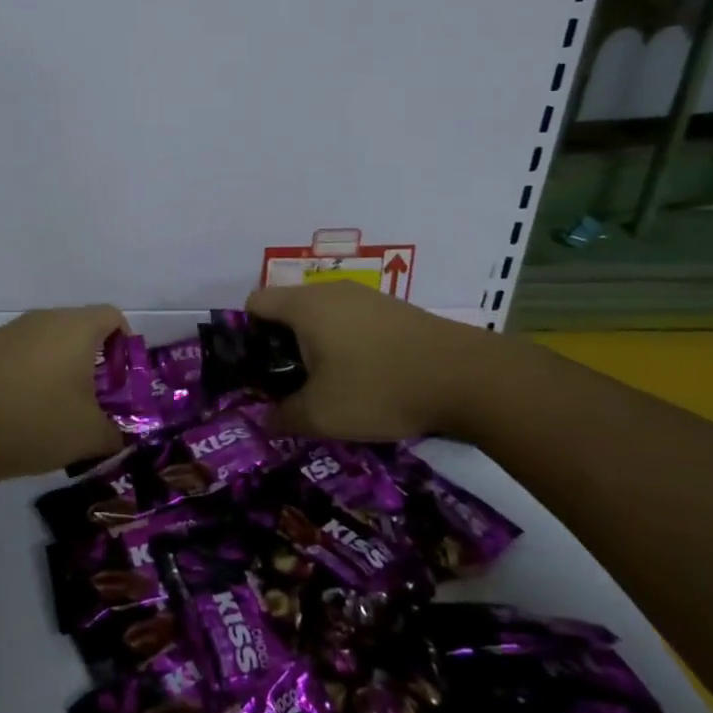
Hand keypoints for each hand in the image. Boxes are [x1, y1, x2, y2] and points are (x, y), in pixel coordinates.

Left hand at [0, 306, 126, 479]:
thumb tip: (118, 435)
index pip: (113, 317)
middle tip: (94, 396)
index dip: (124, 344)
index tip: (121, 378)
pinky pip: (20, 352)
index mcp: (76, 328)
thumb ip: (115, 433)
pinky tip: (22, 406)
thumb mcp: (90, 436)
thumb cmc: (38, 422)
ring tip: (57, 403)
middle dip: (92, 357)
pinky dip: (29, 370)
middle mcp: (44, 318)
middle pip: (79, 326)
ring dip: (59, 363)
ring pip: (47, 338)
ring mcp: (11, 331)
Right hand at [246, 282, 505, 441]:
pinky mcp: (394, 310)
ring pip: (322, 317)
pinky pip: (353, 323)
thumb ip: (284, 417)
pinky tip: (366, 380)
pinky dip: (347, 346)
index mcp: (304, 306)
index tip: (255, 371)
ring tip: (328, 388)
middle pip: (288, 310)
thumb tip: (264, 421)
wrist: (466, 376)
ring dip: (316, 348)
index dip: (245, 336)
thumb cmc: (379, 387)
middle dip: (281, 347)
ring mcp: (366, 297)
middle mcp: (331, 291)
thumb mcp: (322, 415)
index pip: (255, 303)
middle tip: (289, 386)